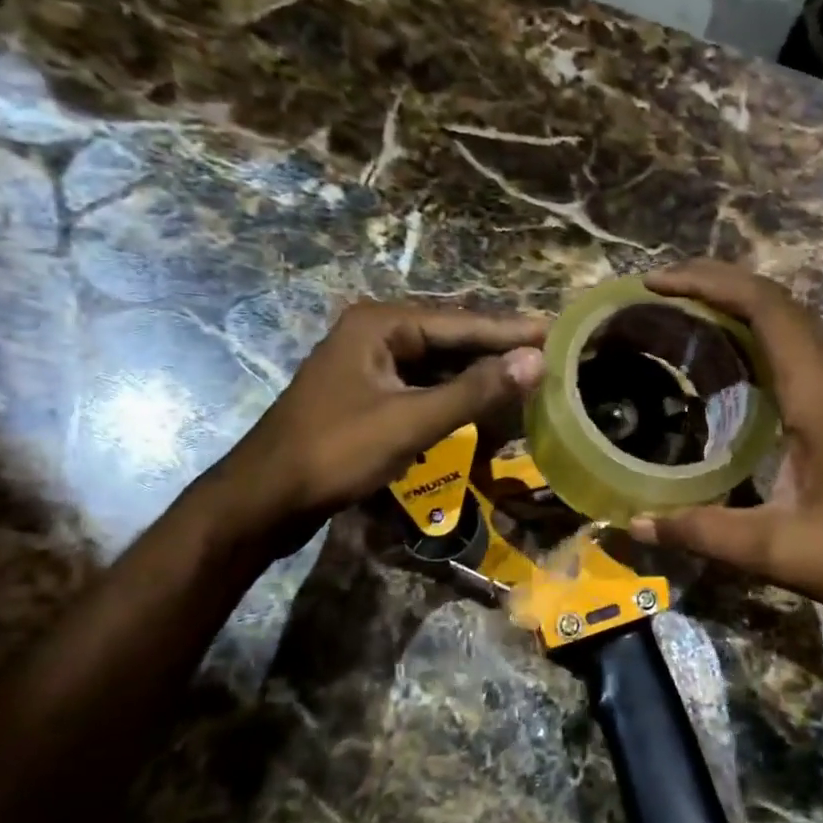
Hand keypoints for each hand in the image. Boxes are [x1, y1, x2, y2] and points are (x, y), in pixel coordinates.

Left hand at [196, 300, 543, 554]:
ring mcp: (367, 365)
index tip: (557, 333)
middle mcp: (374, 333)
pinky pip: (421, 386)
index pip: (462, 322)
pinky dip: (452, 395)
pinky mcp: (366, 394)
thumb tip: (536, 361)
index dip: (511, 332)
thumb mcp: (410, 422)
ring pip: (436, 363)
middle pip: (450, 338)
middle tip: (549, 356)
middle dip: (496, 350)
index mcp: (381, 324)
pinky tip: (480, 404)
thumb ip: (475, 391)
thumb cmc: (335, 453)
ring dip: (476, 374)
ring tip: (526, 379)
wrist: (264, 499)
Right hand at [629, 261, 822, 641]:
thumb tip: (634, 523)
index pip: (767, 310)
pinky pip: (798, 358)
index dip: (710, 284)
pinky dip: (757, 342)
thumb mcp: (779, 551)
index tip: (657, 284)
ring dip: (740, 308)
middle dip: (718, 284)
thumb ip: (703, 533)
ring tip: (685, 315)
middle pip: (779, 306)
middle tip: (661, 290)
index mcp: (820, 399)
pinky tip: (729, 369)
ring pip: (792, 329)